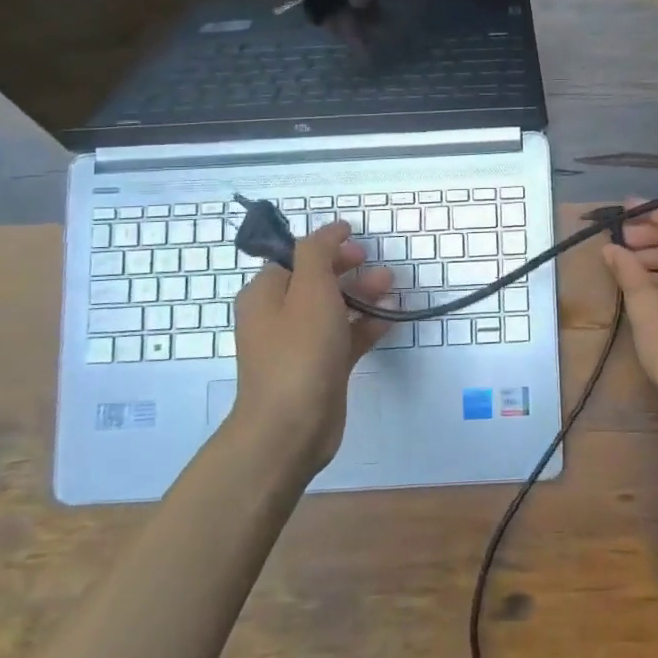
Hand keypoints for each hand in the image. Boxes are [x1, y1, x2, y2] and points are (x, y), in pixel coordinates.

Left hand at [231, 220, 393, 471]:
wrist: (291, 426)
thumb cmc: (299, 351)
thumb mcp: (310, 290)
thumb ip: (319, 253)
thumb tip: (329, 230)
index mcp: (266, 294)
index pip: (295, 258)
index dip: (326, 247)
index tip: (358, 242)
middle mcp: (278, 317)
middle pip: (316, 282)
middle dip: (349, 270)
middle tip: (377, 266)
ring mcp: (300, 345)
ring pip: (334, 309)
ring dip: (362, 295)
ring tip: (391, 287)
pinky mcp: (321, 368)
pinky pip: (345, 338)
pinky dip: (365, 326)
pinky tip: (390, 320)